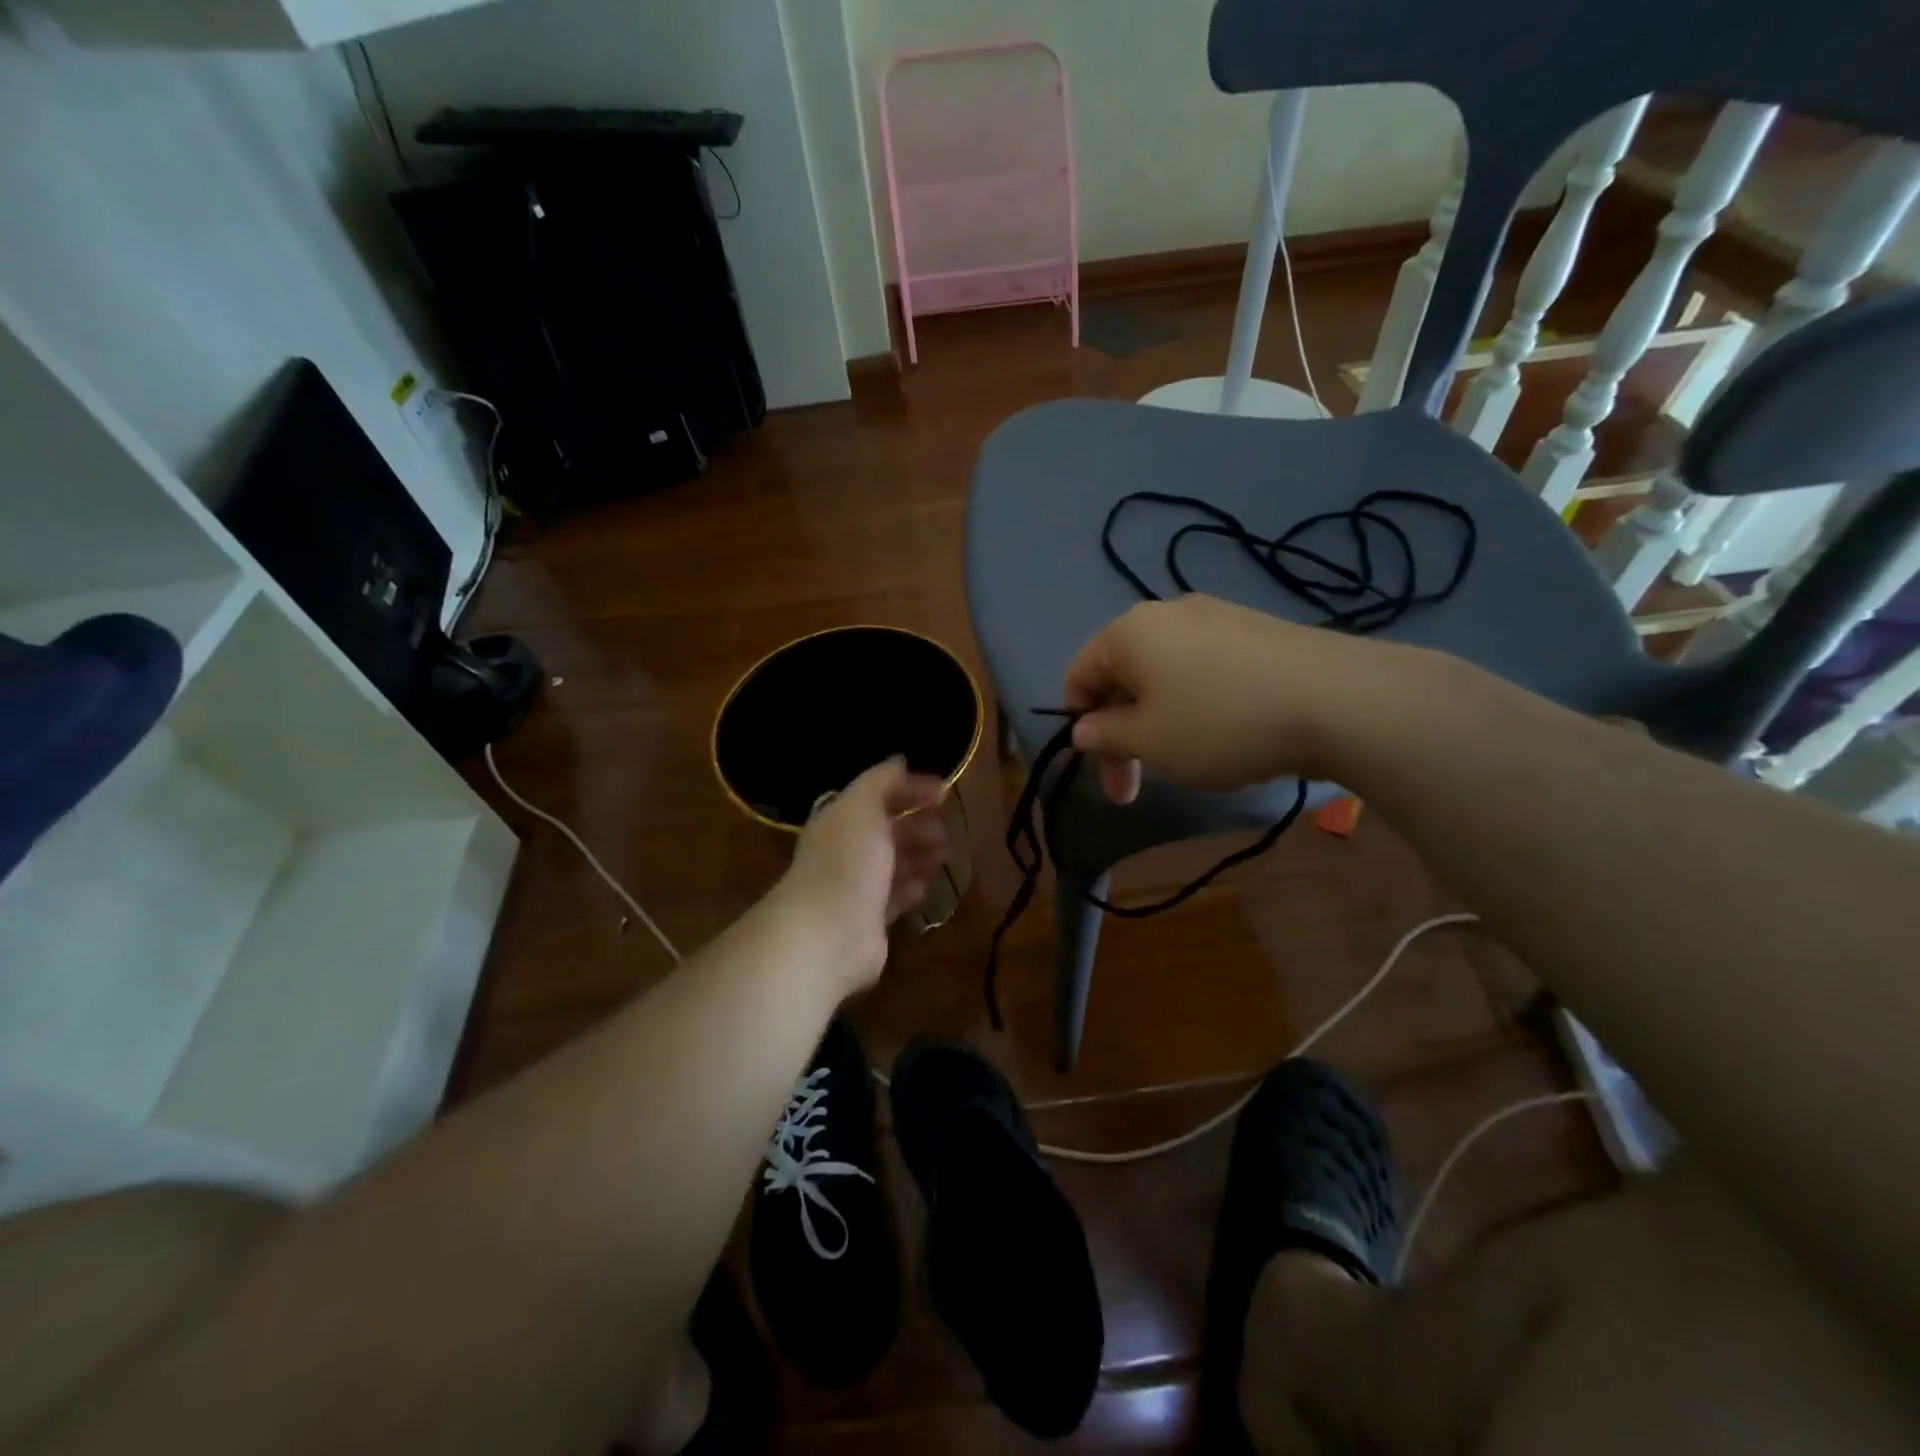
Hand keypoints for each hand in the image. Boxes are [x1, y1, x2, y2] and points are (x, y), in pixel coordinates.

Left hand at [773, 757, 947, 994]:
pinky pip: (894, 899)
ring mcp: (856, 888)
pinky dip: (910, 890)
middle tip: (945, 829)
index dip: (911, 789)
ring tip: (943, 855)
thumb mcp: (862, 806)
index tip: (946, 791)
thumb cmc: (847, 860)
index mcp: (840, 819)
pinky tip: (926, 887)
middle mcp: (846, 851)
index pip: (878, 796)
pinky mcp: (869, 921)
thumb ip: (881, 781)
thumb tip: (899, 761)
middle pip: (886, 831)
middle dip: (917, 825)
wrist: (829, 933)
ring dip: (918, 856)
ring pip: (893, 865)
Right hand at [1063, 595, 1411, 801]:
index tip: (1103, 770)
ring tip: (1188, 761)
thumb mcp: (1150, 741)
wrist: (1338, 700)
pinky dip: (1198, 704)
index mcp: (1128, 632)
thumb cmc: (1220, 723)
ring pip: (1165, 674)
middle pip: (1123, 676)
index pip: (1079, 676)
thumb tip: (1084, 729)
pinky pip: (1205, 669)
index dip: (1080, 726)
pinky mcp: (1256, 630)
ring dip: (1159, 722)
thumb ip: (1105, 735)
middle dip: (1121, 733)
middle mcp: (1167, 613)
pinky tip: (1228, 734)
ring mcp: (1216, 616)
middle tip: (1135, 788)